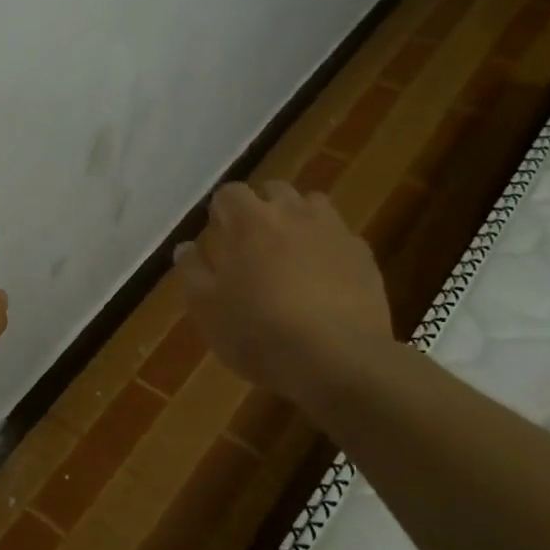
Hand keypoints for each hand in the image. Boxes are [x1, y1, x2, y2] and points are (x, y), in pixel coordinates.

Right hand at [174, 181, 392, 399]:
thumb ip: (193, 271)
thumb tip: (186, 247)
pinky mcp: (364, 256)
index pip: (230, 193)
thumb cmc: (258, 333)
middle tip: (252, 242)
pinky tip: (324, 277)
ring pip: (313, 205)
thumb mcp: (207, 309)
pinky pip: (341, 236)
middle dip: (261, 207)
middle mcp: (292, 214)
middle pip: (274, 190)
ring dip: (298, 218)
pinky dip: (328, 246)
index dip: (221, 211)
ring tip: (291, 252)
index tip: (218, 235)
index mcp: (249, 222)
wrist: (337, 360)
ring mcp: (333, 232)